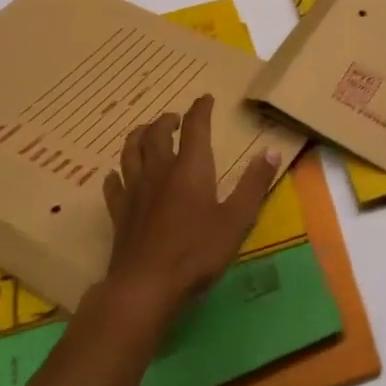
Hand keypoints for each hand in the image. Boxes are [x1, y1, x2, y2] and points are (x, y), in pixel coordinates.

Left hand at [101, 94, 276, 318]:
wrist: (146, 287)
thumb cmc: (197, 252)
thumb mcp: (236, 219)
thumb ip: (254, 184)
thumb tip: (272, 152)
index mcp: (190, 168)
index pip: (195, 127)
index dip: (200, 109)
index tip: (205, 99)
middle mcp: (159, 170)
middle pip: (156, 134)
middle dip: (166, 120)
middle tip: (174, 118)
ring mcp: (135, 191)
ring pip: (130, 152)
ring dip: (138, 136)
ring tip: (144, 132)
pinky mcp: (119, 213)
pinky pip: (113, 185)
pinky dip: (115, 175)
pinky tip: (115, 175)